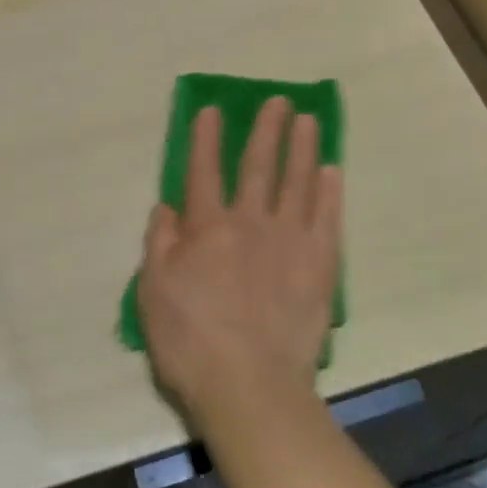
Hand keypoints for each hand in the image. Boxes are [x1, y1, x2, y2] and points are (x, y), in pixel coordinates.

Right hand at [137, 98, 342, 427]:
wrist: (250, 386)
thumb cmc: (191, 342)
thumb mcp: (153, 293)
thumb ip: (159, 244)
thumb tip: (167, 207)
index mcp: (207, 228)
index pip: (204, 171)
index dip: (206, 138)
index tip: (213, 109)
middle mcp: (250, 222)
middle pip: (259, 165)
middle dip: (267, 129)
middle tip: (279, 101)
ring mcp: (290, 240)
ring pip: (298, 181)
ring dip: (303, 147)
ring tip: (309, 120)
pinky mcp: (320, 264)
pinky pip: (327, 217)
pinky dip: (330, 191)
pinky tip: (333, 170)